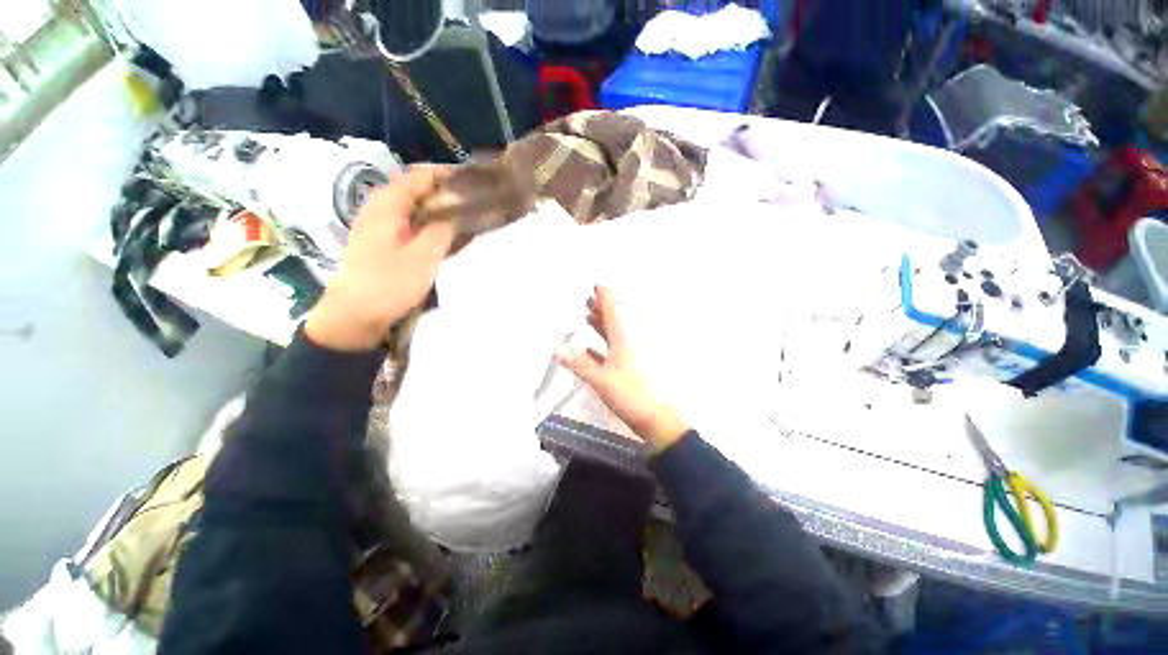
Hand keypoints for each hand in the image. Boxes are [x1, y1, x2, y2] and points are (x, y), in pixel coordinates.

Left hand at [306, 167, 454, 351]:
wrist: (353, 315)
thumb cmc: (389, 284)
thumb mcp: (423, 257)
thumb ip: (441, 230)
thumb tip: (457, 213)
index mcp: (387, 205)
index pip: (419, 176)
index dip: (446, 175)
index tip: (473, 181)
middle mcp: (379, 207)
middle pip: (415, 188)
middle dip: (444, 191)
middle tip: (472, 200)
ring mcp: (377, 224)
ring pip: (411, 205)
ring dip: (436, 206)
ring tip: (462, 214)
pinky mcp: (379, 240)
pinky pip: (407, 221)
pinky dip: (426, 220)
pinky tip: (441, 232)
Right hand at [557, 286, 688, 451]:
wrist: (651, 418)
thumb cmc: (629, 395)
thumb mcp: (601, 379)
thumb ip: (580, 364)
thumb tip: (558, 349)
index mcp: (622, 344)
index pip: (612, 316)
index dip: (605, 300)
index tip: (599, 286)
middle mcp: (624, 348)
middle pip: (611, 324)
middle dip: (601, 310)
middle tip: (591, 298)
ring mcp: (624, 361)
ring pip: (609, 338)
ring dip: (599, 327)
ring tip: (589, 316)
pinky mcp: (622, 373)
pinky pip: (607, 355)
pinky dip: (598, 349)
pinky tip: (590, 349)